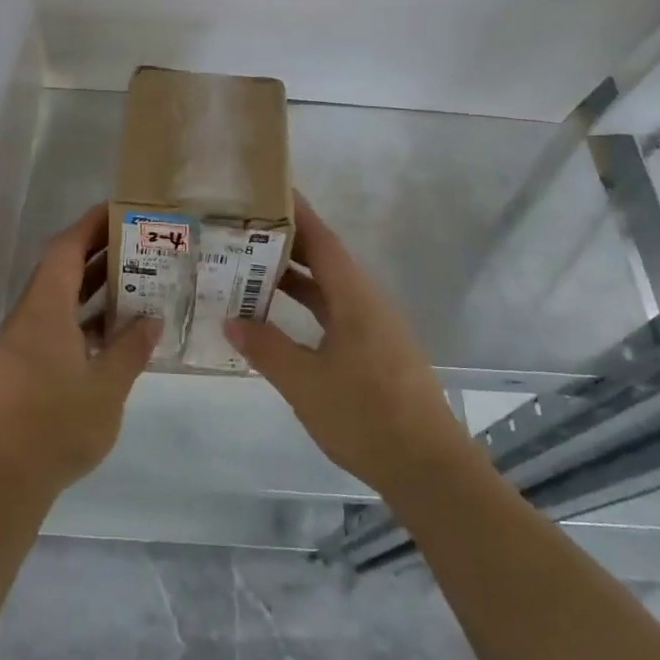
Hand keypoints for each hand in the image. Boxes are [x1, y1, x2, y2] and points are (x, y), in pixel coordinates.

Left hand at [0, 204, 161, 500]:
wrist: (3, 479)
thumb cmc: (57, 426)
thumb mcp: (107, 387)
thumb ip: (131, 348)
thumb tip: (152, 319)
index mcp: (44, 311)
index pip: (65, 250)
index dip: (90, 225)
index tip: (119, 211)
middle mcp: (28, 318)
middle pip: (59, 270)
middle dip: (95, 253)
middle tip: (137, 244)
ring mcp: (21, 343)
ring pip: (56, 300)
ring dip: (89, 288)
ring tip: (132, 281)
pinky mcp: (20, 367)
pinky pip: (52, 325)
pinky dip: (80, 318)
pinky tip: (110, 332)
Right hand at [225, 195, 467, 499]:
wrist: (428, 469)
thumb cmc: (366, 417)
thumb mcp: (305, 382)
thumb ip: (266, 348)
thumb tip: (231, 319)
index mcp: (356, 299)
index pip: (323, 241)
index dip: (297, 213)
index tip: (268, 190)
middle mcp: (369, 304)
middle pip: (326, 261)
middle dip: (287, 244)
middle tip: (242, 231)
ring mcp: (376, 329)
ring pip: (330, 290)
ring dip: (295, 279)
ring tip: (251, 270)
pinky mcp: (378, 353)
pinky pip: (336, 314)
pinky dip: (307, 308)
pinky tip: (281, 321)